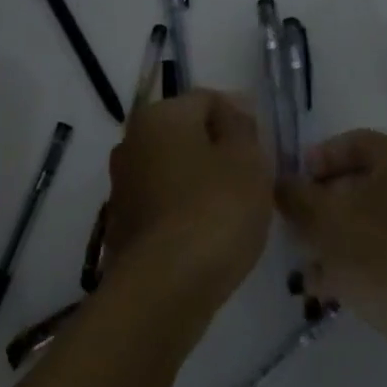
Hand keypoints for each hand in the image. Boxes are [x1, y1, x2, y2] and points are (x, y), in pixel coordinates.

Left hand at [103, 90, 273, 330]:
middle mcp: (131, 143)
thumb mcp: (247, 160)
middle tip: (254, 179)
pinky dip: (186, 211)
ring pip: (175, 170)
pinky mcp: (122, 224)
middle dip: (220, 150)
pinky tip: (209, 234)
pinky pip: (164, 204)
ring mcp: (122, 186)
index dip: (241, 118)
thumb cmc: (215, 211)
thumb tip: (230, 115)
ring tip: (235, 210)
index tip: (265, 149)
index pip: (208, 99)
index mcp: (159, 116)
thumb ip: (242, 128)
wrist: (165, 286)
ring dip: (203, 182)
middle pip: (187, 135)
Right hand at [276, 130, 386, 371]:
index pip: (353, 142)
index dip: (315, 159)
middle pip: (359, 183)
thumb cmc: (381, 254)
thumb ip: (295, 195)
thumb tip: (280, 183)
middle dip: (320, 205)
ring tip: (302, 262)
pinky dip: (354, 261)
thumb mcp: (325, 220)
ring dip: (332, 238)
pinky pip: (382, 250)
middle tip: (291, 224)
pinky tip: (324, 288)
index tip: (288, 183)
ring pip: (368, 221)